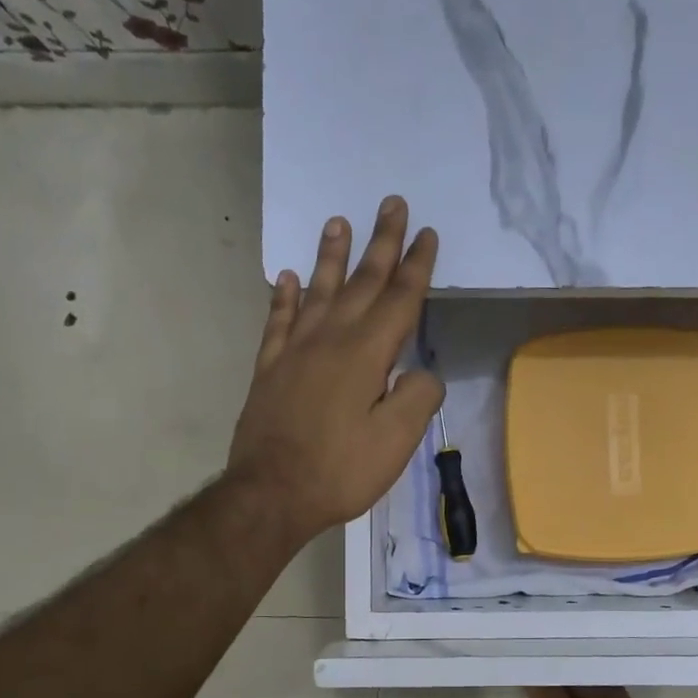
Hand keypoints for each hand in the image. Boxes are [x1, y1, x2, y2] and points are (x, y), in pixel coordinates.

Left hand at [228, 196, 443, 546]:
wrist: (270, 494)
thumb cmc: (341, 470)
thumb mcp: (396, 441)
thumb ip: (418, 398)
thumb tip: (421, 373)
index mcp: (366, 355)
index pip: (399, 300)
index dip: (416, 266)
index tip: (427, 233)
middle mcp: (330, 341)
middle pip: (361, 283)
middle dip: (381, 243)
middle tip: (391, 203)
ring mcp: (294, 352)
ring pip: (318, 291)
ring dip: (331, 256)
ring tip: (338, 221)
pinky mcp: (270, 370)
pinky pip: (279, 322)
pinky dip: (285, 297)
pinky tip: (288, 279)